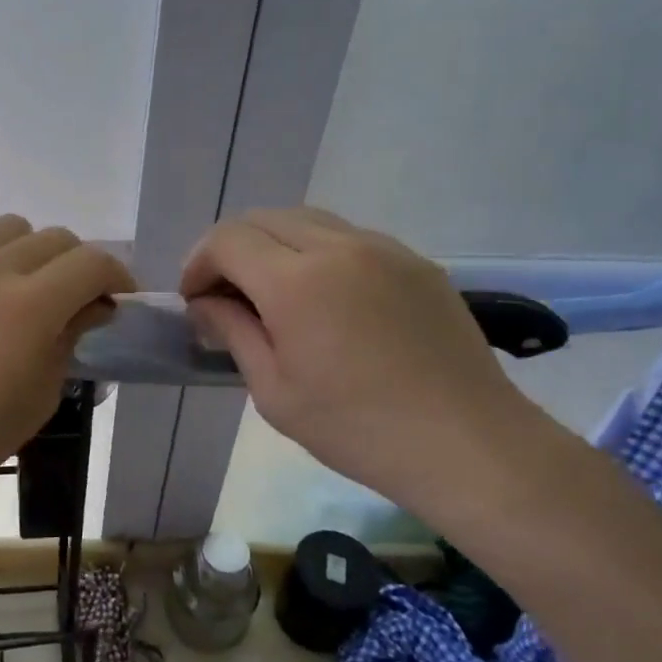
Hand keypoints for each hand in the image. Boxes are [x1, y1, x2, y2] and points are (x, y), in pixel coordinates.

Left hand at [0, 216, 134, 509]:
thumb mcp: (42, 394)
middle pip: (53, 237)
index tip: (118, 300)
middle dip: (78, 263)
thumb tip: (88, 309)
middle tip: (76, 299)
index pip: (91, 262)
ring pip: (7, 229)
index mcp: (30, 305)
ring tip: (23, 290)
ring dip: (31, 252)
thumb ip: (69, 338)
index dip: (117, 276)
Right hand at [182, 207, 543, 514]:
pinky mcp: (414, 261)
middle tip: (226, 295)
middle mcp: (338, 247)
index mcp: (296, 281)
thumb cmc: (357, 428)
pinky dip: (317, 252)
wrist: (466, 443)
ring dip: (273, 245)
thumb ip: (233, 332)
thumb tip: (206, 303)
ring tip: (272, 293)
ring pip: (307, 220)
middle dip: (231, 249)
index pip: (227, 240)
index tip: (195, 300)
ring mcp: (383, 248)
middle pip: (263, 218)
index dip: (198, 263)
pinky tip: (325, 298)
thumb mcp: (274, 392)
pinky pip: (348, 237)